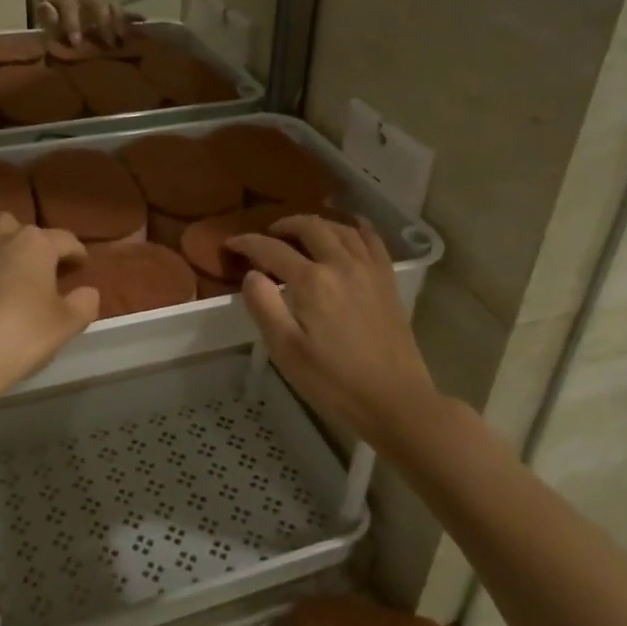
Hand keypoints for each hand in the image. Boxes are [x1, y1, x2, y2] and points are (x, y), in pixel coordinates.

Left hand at [0, 216, 99, 399]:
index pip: (65, 239)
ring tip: (8, 276)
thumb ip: (84, 303)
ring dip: (1, 250)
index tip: (83, 266)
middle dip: (33, 244)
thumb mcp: (65, 325)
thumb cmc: (18, 337)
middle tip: (42, 270)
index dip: (77, 253)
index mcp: (34, 243)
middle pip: (21, 229)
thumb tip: (87, 291)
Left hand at [38, 0, 136, 48]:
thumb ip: (47, 16)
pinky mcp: (111, 7)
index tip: (76, 42)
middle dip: (104, 24)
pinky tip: (145, 22)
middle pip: (99, 6)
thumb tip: (47, 7)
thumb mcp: (46, 16)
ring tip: (125, 38)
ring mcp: (101, 2)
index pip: (70, 8)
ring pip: (113, 8)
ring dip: (121, 22)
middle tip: (109, 43)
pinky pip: (124, 11)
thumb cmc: (56, 14)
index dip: (73, 23)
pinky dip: (134, 17)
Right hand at [225, 216, 440, 443]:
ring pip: (341, 229)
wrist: (395, 401)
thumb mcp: (286, 351)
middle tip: (267, 236)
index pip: (271, 250)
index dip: (247, 243)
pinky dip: (357, 227)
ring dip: (316, 224)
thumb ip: (264, 306)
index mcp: (312, 281)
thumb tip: (252, 275)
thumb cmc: (334, 382)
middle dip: (283, 226)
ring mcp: (369, 270)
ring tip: (301, 233)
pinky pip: (373, 241)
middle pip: (310, 228)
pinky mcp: (387, 282)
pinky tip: (351, 226)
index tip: (231, 244)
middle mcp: (341, 264)